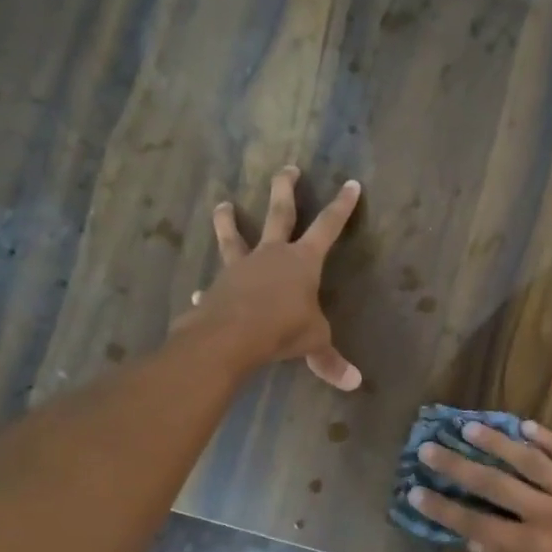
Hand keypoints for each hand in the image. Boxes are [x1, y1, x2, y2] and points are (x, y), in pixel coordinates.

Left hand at [174, 166, 362, 389]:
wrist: (230, 336)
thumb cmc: (282, 329)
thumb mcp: (314, 343)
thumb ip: (330, 360)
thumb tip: (353, 383)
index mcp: (302, 261)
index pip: (328, 227)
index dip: (342, 206)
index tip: (350, 183)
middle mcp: (271, 254)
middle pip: (279, 213)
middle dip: (285, 189)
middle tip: (286, 168)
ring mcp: (240, 267)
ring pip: (234, 236)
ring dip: (228, 220)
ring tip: (223, 204)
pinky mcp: (217, 287)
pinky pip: (214, 285)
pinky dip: (209, 290)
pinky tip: (198, 294)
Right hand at [408, 420, 551, 551]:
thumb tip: (476, 542)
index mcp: (532, 550)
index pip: (474, 523)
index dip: (441, 507)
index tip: (414, 490)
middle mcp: (547, 514)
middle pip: (493, 483)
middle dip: (456, 465)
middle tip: (428, 447)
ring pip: (527, 460)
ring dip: (494, 441)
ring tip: (468, 426)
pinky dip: (545, 438)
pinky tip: (523, 426)